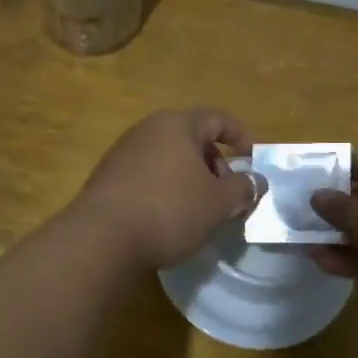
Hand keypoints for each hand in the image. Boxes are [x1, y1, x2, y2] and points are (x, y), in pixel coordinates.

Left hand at [72, 108, 264, 269]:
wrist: (101, 239)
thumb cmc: (169, 210)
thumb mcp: (218, 203)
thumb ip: (243, 189)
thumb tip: (257, 180)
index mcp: (177, 125)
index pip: (216, 118)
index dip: (240, 135)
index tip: (253, 157)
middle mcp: (147, 130)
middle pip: (191, 138)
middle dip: (214, 163)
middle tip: (226, 194)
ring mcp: (122, 153)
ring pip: (168, 158)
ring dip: (190, 179)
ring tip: (200, 210)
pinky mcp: (107, 178)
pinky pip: (147, 175)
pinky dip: (165, 189)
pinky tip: (168, 218)